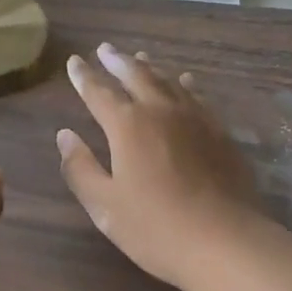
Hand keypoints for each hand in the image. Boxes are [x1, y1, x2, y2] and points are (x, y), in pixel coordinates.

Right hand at [56, 43, 266, 290]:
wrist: (226, 242)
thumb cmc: (156, 228)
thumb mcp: (105, 206)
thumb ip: (80, 168)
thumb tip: (65, 136)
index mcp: (127, 126)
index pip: (98, 92)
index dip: (84, 76)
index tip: (75, 61)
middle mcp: (160, 110)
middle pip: (135, 75)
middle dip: (117, 61)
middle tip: (105, 48)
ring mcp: (194, 118)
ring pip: (167, 80)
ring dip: (149, 67)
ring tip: (140, 57)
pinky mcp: (219, 131)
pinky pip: (198, 96)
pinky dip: (185, 84)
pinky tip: (185, 81)